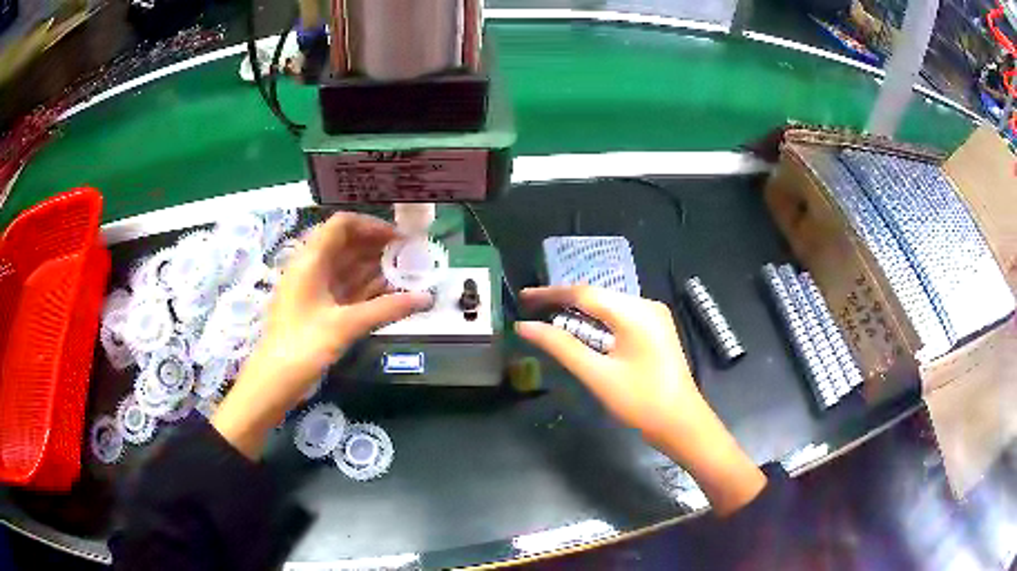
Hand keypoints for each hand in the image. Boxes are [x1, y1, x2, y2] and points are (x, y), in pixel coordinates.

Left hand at [213, 213, 430, 458]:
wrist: (275, 380)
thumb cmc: (304, 345)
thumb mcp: (346, 325)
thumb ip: (387, 309)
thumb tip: (426, 298)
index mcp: (310, 260)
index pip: (342, 225)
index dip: (372, 226)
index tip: (399, 238)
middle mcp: (311, 268)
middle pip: (346, 244)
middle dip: (377, 248)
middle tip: (409, 257)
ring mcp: (313, 289)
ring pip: (347, 268)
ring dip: (374, 269)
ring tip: (405, 275)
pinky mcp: (317, 308)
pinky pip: (344, 289)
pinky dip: (365, 289)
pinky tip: (389, 294)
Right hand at [515, 286, 765, 514]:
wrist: (682, 423)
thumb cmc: (640, 401)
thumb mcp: (597, 375)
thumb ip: (561, 346)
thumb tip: (526, 327)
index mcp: (635, 312)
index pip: (584, 293)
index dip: (550, 293)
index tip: (523, 297)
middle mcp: (646, 305)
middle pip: (597, 296)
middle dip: (563, 302)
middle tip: (531, 309)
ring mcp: (654, 317)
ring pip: (607, 306)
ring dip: (579, 313)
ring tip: (548, 318)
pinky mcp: (655, 330)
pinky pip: (619, 318)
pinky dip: (596, 323)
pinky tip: (580, 330)